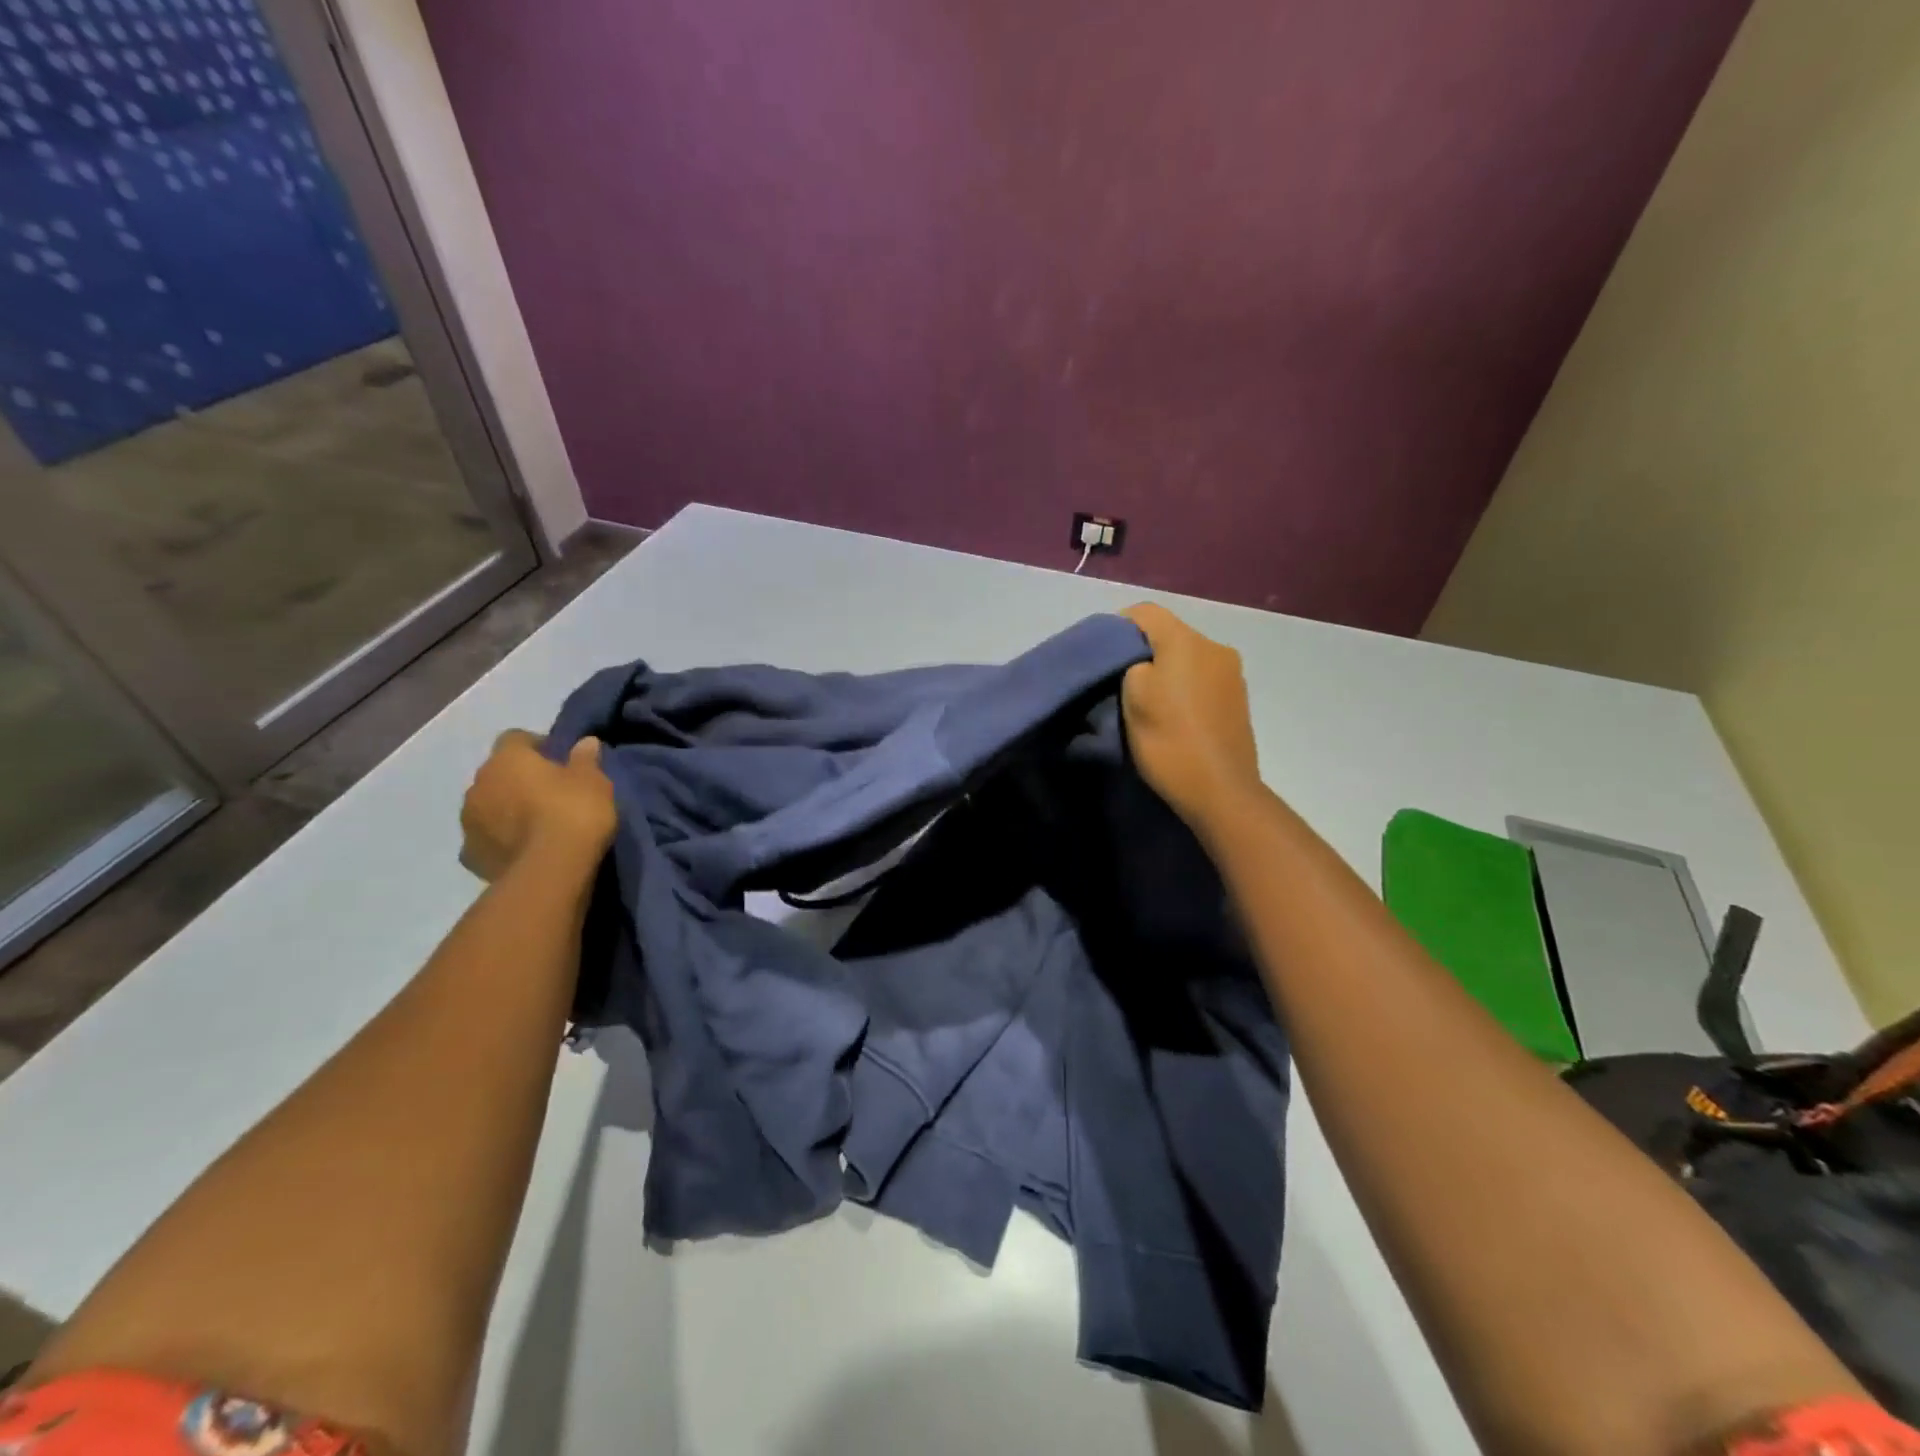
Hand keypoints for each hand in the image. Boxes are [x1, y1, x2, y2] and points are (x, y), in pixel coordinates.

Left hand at [459, 730, 616, 881]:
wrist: (550, 869)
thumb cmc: (574, 812)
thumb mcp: (594, 780)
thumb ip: (585, 759)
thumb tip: (585, 742)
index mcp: (507, 759)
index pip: (516, 738)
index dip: (537, 746)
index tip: (559, 760)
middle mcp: (479, 784)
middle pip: (498, 773)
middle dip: (518, 780)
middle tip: (550, 793)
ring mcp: (469, 822)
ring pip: (487, 806)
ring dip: (506, 809)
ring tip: (536, 825)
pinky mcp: (470, 855)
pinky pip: (485, 839)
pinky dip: (500, 841)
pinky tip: (522, 850)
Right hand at [1119, 604, 1262, 836]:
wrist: (1220, 791)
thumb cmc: (1169, 740)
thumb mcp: (1133, 696)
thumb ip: (1131, 663)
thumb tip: (1141, 661)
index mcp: (1187, 641)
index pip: (1146, 612)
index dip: (1118, 626)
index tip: (1102, 655)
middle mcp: (1216, 647)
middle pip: (1170, 635)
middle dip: (1144, 651)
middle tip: (1120, 681)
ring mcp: (1233, 674)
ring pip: (1188, 658)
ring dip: (1166, 672)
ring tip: (1149, 701)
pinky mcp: (1239, 700)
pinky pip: (1203, 680)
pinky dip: (1185, 688)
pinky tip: (1175, 715)